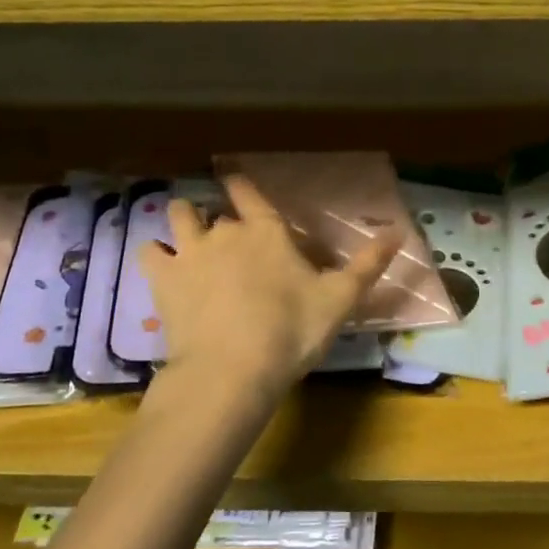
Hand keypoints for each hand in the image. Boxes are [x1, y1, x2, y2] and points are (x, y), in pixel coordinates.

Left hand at [140, 176, 400, 399]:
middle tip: (224, 238)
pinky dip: (154, 255)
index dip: (240, 184)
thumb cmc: (292, 330)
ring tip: (186, 238)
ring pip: (177, 218)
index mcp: (266, 231)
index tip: (233, 179)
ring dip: (181, 222)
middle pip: (213, 209)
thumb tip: (399, 232)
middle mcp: (225, 231)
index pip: (248, 192)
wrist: (233, 369)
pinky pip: (149, 252)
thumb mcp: (340, 299)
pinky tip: (160, 266)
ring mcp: (190, 252)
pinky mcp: (163, 280)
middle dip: (216, 218)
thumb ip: (368, 264)